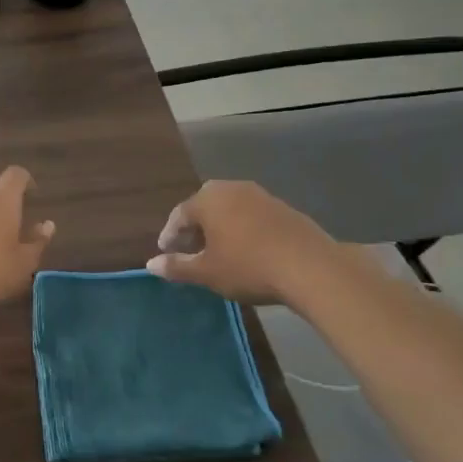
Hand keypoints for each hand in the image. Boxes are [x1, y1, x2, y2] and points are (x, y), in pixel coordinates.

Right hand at [145, 180, 337, 307]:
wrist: (311, 267)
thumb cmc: (248, 266)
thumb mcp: (207, 272)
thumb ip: (177, 266)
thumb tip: (151, 264)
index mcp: (208, 199)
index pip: (179, 215)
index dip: (170, 236)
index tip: (166, 254)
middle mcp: (231, 189)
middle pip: (204, 207)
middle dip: (194, 229)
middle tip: (189, 251)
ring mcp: (260, 195)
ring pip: (229, 210)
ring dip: (219, 228)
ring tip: (217, 252)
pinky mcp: (283, 207)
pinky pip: (251, 215)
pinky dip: (241, 229)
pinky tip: (246, 250)